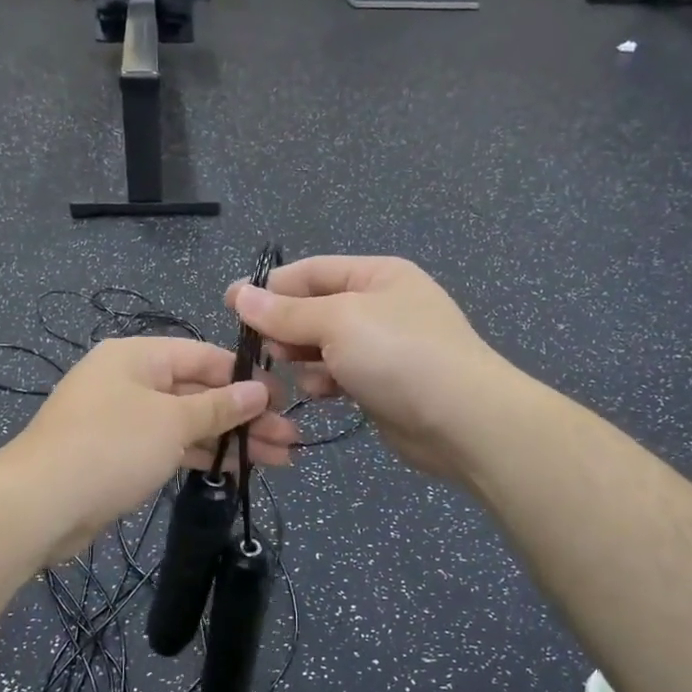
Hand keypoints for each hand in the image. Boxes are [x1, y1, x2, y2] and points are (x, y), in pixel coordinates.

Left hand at [1, 337, 296, 562]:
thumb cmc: (110, 447)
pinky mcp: (119, 456)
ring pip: (188, 423)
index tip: (283, 400)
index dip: (246, 377)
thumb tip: (259, 389)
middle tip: (289, 439)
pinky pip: (170, 447)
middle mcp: (130, 381)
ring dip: (230, 441)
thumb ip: (219, 406)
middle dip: (245, 416)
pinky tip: (237, 471)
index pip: (204, 356)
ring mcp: (123, 420)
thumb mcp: (172, 421)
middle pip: (199, 392)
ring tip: (278, 460)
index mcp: (137, 356)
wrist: (39, 505)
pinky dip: (201, 456)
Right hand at [226, 256, 516, 480]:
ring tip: (293, 371)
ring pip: (324, 346)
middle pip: (316, 309)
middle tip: (262, 348)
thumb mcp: (338, 321)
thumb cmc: (398, 354)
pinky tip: (322, 393)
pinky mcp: (382, 384)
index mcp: (377, 275)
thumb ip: (286, 312)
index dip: (270, 286)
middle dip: (287, 328)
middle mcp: (381, 306)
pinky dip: (326, 382)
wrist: (461, 420)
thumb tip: (239, 294)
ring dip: (304, 359)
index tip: (230, 304)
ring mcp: (384, 347)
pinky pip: (340, 375)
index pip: (312, 271)